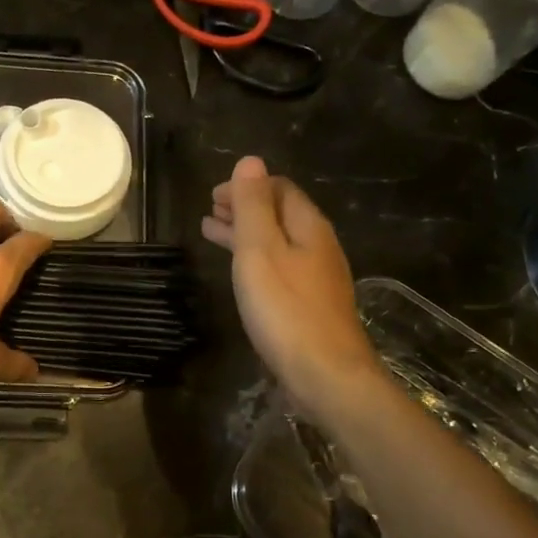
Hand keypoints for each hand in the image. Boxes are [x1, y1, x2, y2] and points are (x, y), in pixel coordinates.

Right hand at [202, 157, 382, 419]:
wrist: (326, 376)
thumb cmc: (286, 310)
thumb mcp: (260, 250)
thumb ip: (253, 206)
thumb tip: (250, 161)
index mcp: (309, 227)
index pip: (280, 189)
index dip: (247, 186)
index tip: (214, 195)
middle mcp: (319, 247)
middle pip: (280, 215)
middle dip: (245, 208)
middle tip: (211, 210)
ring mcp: (318, 279)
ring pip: (278, 243)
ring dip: (246, 234)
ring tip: (213, 233)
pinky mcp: (311, 305)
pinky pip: (279, 268)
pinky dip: (255, 260)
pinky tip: (243, 274)